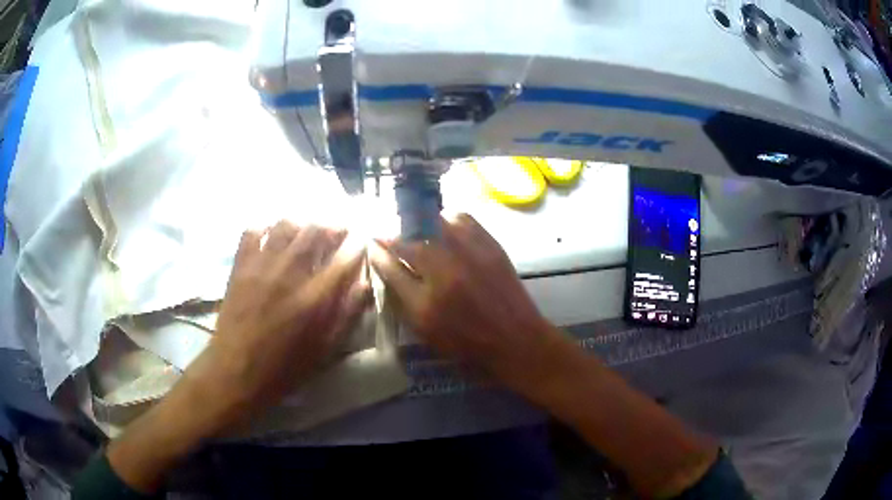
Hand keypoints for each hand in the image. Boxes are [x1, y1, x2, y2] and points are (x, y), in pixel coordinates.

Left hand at [189, 221, 368, 430]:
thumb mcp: (325, 349)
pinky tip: (270, 235)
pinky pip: (252, 232)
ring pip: (285, 225)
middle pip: (315, 232)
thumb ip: (347, 315)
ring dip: (301, 223)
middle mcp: (290, 273)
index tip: (361, 240)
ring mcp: (262, 266)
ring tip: (305, 230)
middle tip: (337, 228)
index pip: (343, 259)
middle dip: (331, 226)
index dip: (356, 245)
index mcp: (315, 298)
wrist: (237, 370)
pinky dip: (264, 227)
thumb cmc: (285, 366)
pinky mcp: (240, 266)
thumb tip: (364, 284)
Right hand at [369, 214, 559, 395]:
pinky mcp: (489, 244)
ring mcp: (469, 254)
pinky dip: (447, 219)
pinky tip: (444, 227)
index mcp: (425, 302)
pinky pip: (462, 218)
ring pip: (433, 223)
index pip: (390, 267)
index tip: (371, 243)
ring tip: (415, 229)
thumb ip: (401, 298)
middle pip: (408, 241)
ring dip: (418, 224)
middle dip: (392, 235)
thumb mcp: (426, 330)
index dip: (377, 252)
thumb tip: (384, 265)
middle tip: (388, 234)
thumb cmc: (466, 340)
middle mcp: (444, 272)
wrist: (514, 337)